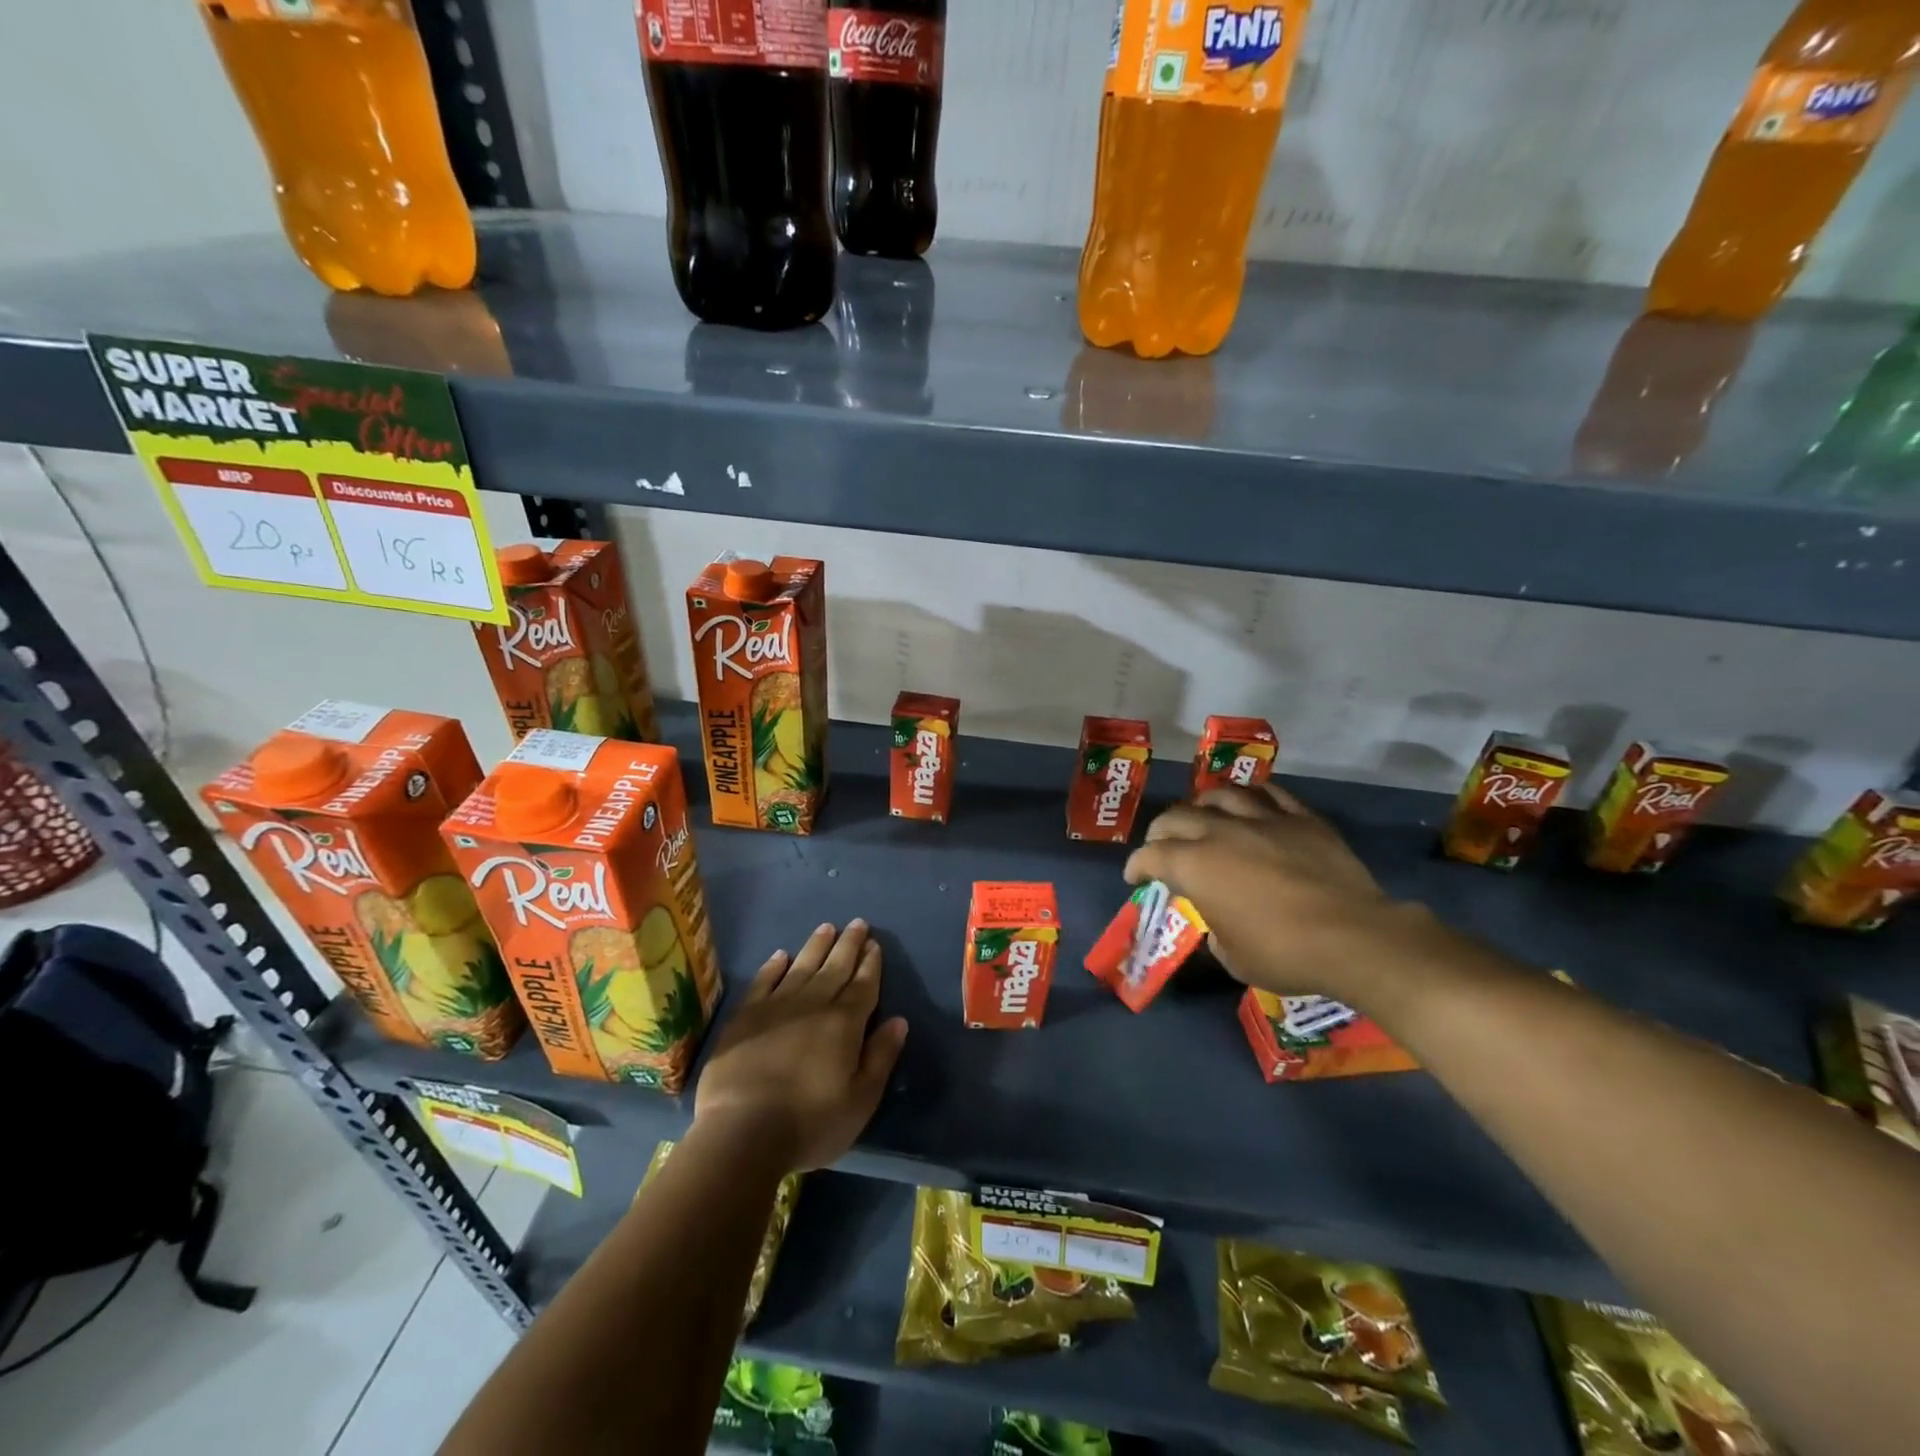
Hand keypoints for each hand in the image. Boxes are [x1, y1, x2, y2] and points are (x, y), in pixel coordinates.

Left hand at [693, 920, 907, 1173]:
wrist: (742, 1133)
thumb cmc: (810, 1123)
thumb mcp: (861, 1100)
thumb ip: (881, 1056)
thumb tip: (899, 1020)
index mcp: (845, 1023)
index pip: (863, 985)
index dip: (871, 964)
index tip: (875, 944)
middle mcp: (813, 1004)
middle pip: (835, 967)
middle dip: (849, 945)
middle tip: (858, 924)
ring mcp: (776, 1007)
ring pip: (802, 966)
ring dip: (816, 946)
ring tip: (827, 928)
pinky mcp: (745, 1017)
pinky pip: (763, 981)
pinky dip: (773, 966)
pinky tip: (781, 956)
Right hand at [1124, 783, 1428, 1001]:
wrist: (1355, 938)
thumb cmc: (1285, 954)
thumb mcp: (1233, 957)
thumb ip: (1214, 930)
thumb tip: (1218, 921)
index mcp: (1196, 866)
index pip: (1151, 855)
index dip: (1137, 866)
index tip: (1136, 876)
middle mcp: (1221, 833)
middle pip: (1177, 817)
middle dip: (1161, 832)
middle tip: (1162, 846)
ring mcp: (1263, 820)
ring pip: (1220, 795)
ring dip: (1202, 804)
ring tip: (1202, 815)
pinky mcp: (1301, 818)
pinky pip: (1271, 793)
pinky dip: (1253, 795)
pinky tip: (1250, 801)